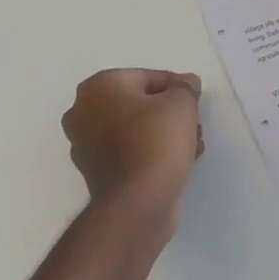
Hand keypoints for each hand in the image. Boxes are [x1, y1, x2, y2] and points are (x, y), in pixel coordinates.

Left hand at [62, 69, 203, 223]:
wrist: (137, 201)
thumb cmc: (155, 141)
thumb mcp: (181, 103)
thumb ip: (185, 87)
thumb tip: (186, 83)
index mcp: (97, 87)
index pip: (146, 77)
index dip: (176, 87)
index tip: (196, 102)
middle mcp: (82, 111)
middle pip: (138, 104)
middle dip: (169, 113)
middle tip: (194, 126)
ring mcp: (85, 144)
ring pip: (134, 129)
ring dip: (163, 134)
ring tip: (192, 147)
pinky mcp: (95, 172)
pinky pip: (128, 152)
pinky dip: (150, 153)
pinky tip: (177, 164)